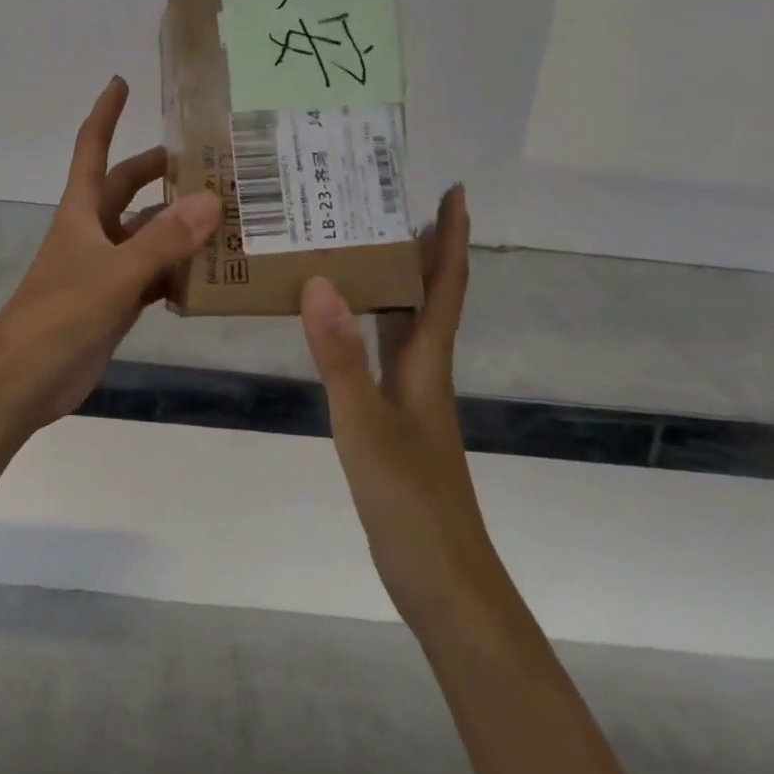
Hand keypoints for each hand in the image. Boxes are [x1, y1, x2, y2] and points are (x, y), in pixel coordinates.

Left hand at [0, 77, 220, 429]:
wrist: (23, 380)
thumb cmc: (59, 315)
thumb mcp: (115, 273)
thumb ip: (163, 240)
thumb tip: (211, 200)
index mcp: (82, 211)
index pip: (93, 148)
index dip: (106, 114)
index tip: (121, 82)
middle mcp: (93, 231)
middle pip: (127, 188)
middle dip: (160, 171)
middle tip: (209, 160)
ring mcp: (104, 267)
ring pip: (146, 233)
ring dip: (178, 224)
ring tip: (226, 215)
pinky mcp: (115, 302)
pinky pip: (153, 275)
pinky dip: (178, 271)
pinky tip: (211, 273)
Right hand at [300, 185, 484, 635]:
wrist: (443, 582)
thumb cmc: (411, 501)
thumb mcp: (365, 424)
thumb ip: (341, 356)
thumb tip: (319, 282)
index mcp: (427, 362)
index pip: (444, 285)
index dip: (451, 237)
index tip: (453, 190)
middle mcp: (424, 369)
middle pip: (428, 296)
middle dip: (420, 247)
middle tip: (385, 202)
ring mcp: (411, 397)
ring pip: (404, 323)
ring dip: (394, 282)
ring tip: (359, 245)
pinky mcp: (394, 420)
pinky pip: (381, 352)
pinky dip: (366, 325)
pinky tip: (340, 323)